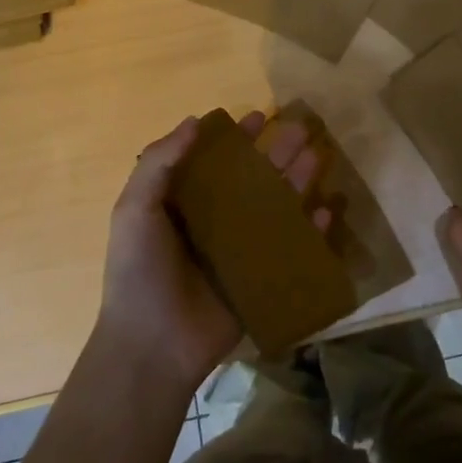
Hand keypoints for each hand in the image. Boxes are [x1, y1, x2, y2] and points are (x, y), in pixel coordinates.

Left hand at [99, 111, 324, 395]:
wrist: (153, 346)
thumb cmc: (140, 272)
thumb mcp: (135, 210)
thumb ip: (159, 163)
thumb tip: (194, 121)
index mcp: (184, 204)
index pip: (216, 161)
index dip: (237, 138)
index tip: (260, 116)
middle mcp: (215, 221)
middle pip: (253, 179)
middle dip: (278, 153)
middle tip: (302, 129)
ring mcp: (241, 250)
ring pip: (277, 207)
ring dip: (298, 181)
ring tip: (318, 158)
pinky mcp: (261, 277)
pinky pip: (292, 248)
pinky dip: (311, 230)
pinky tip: (327, 211)